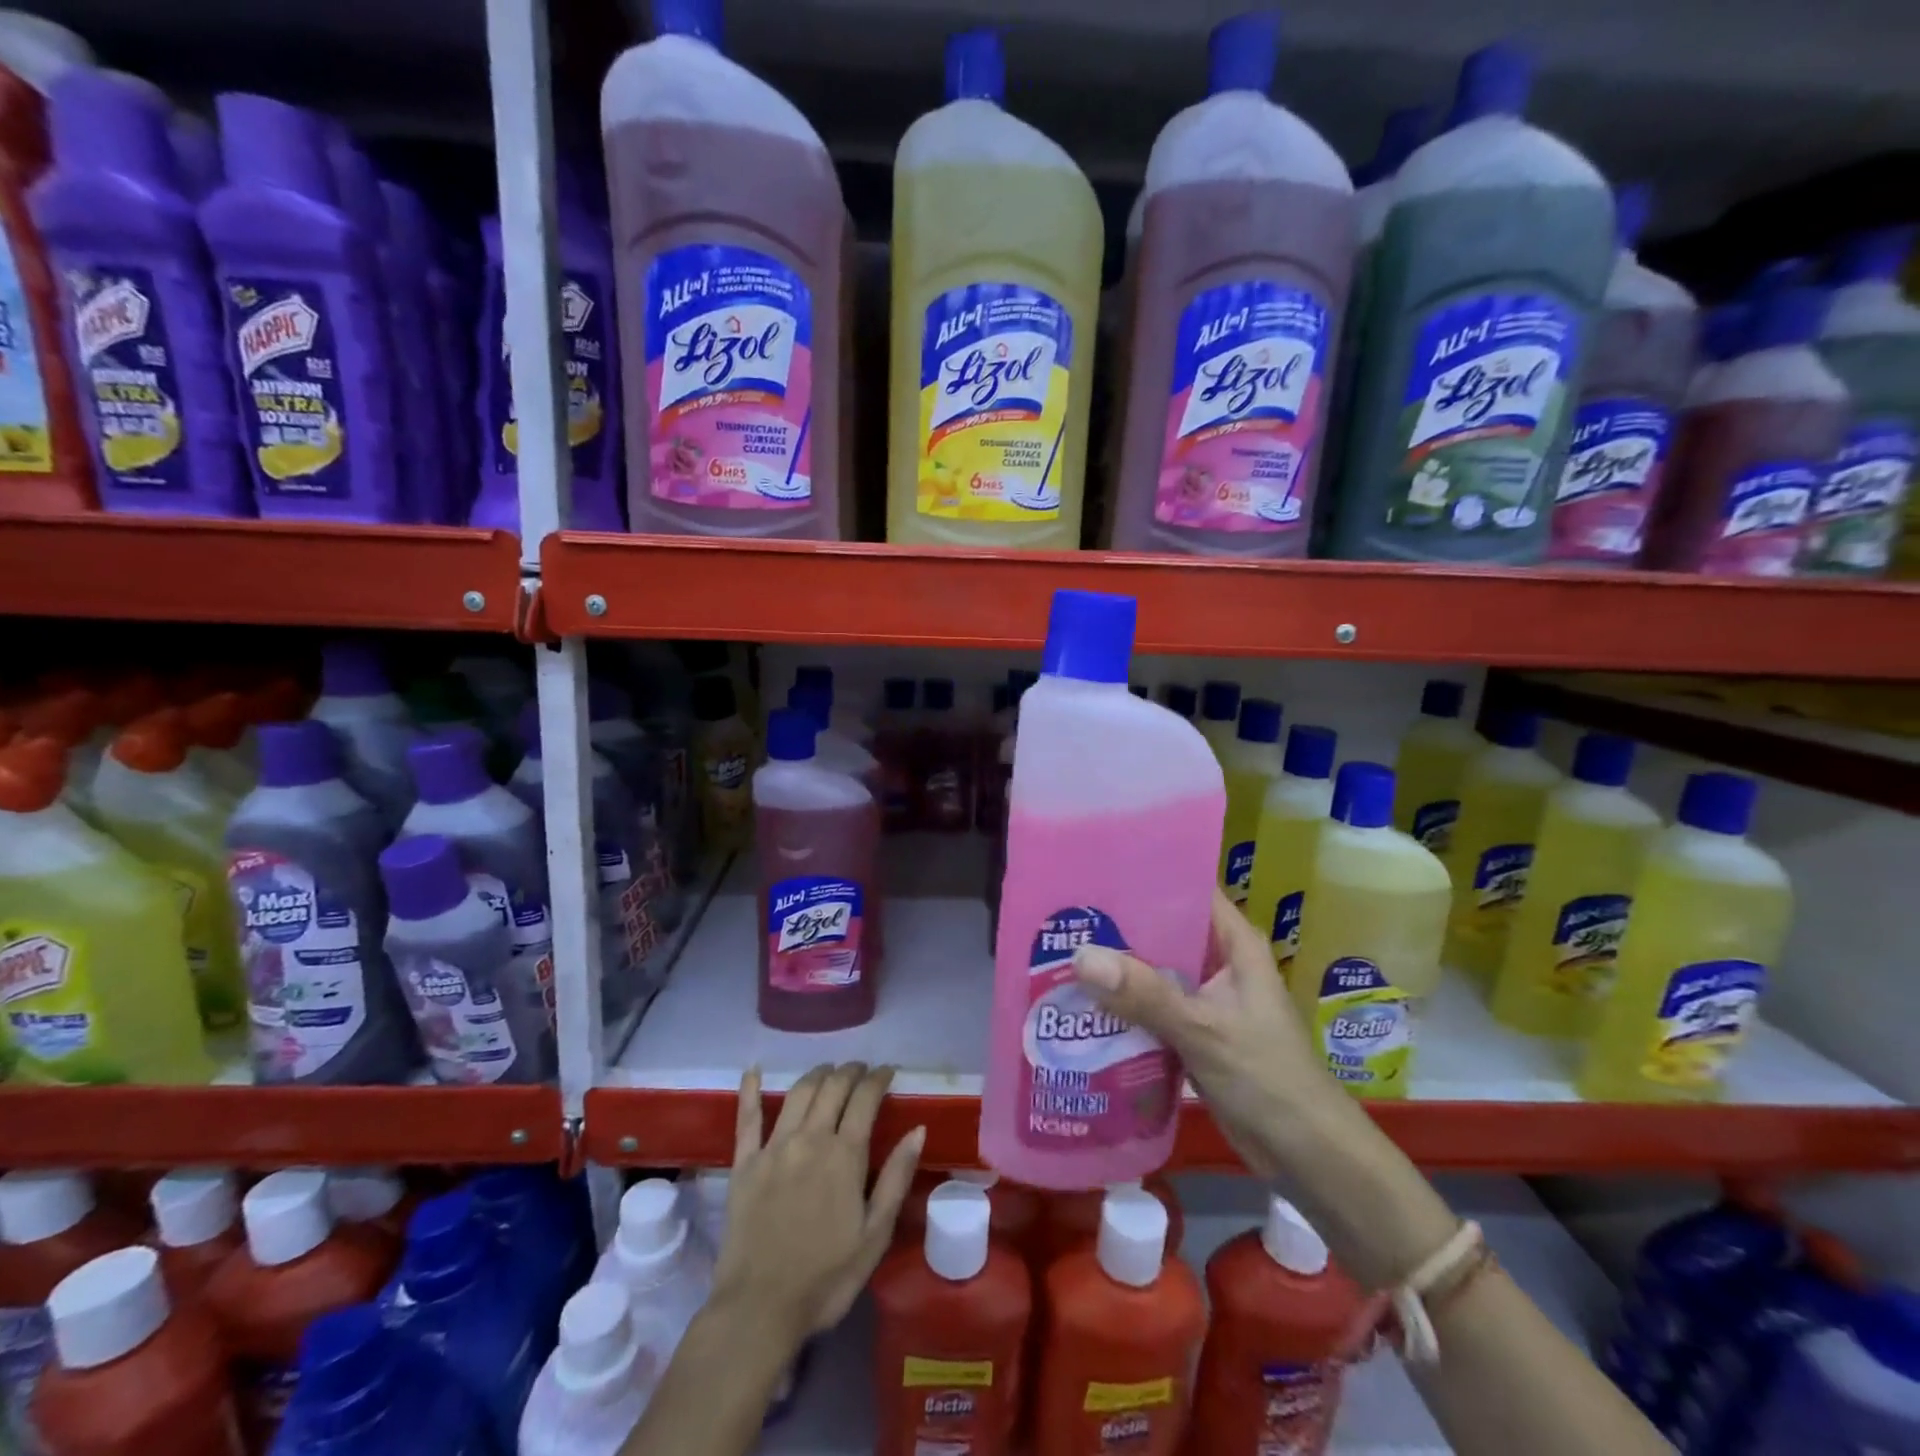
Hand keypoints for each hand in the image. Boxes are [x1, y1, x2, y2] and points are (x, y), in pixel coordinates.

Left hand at [714, 1063, 924, 1343]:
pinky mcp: (744, 1163)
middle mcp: (810, 1138)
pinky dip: (750, 1090)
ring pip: (799, 1093)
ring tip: (829, 1070)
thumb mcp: (875, 1235)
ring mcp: (774, 1147)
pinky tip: (753, 1070)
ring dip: (817, 1074)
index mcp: (845, 1154)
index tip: (888, 1071)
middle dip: (850, 1071)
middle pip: (833, 1087)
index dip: (878, 1078)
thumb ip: (896, 1178)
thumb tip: (918, 1129)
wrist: (759, 1310)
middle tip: (861, 1070)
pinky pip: (747, 1118)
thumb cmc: (826, 1278)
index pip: (865, 1098)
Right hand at [1071, 887, 1346, 1178]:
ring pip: (1154, 970)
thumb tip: (1080, 956)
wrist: (1306, 1155)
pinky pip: (1151, 1006)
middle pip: (1164, 929)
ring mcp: (1206, 999)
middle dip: (1119, 923)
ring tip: (1062, 949)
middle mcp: (1219, 963)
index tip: (1096, 867)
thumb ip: (1144, 994)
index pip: (1189, 888)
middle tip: (1065, 911)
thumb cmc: (1268, 1078)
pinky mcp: (1193, 1032)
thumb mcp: (1204, 1029)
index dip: (1147, 874)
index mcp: (1234, 944)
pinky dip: (1123, 1004)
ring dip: (1117, 967)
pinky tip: (1083, 1001)